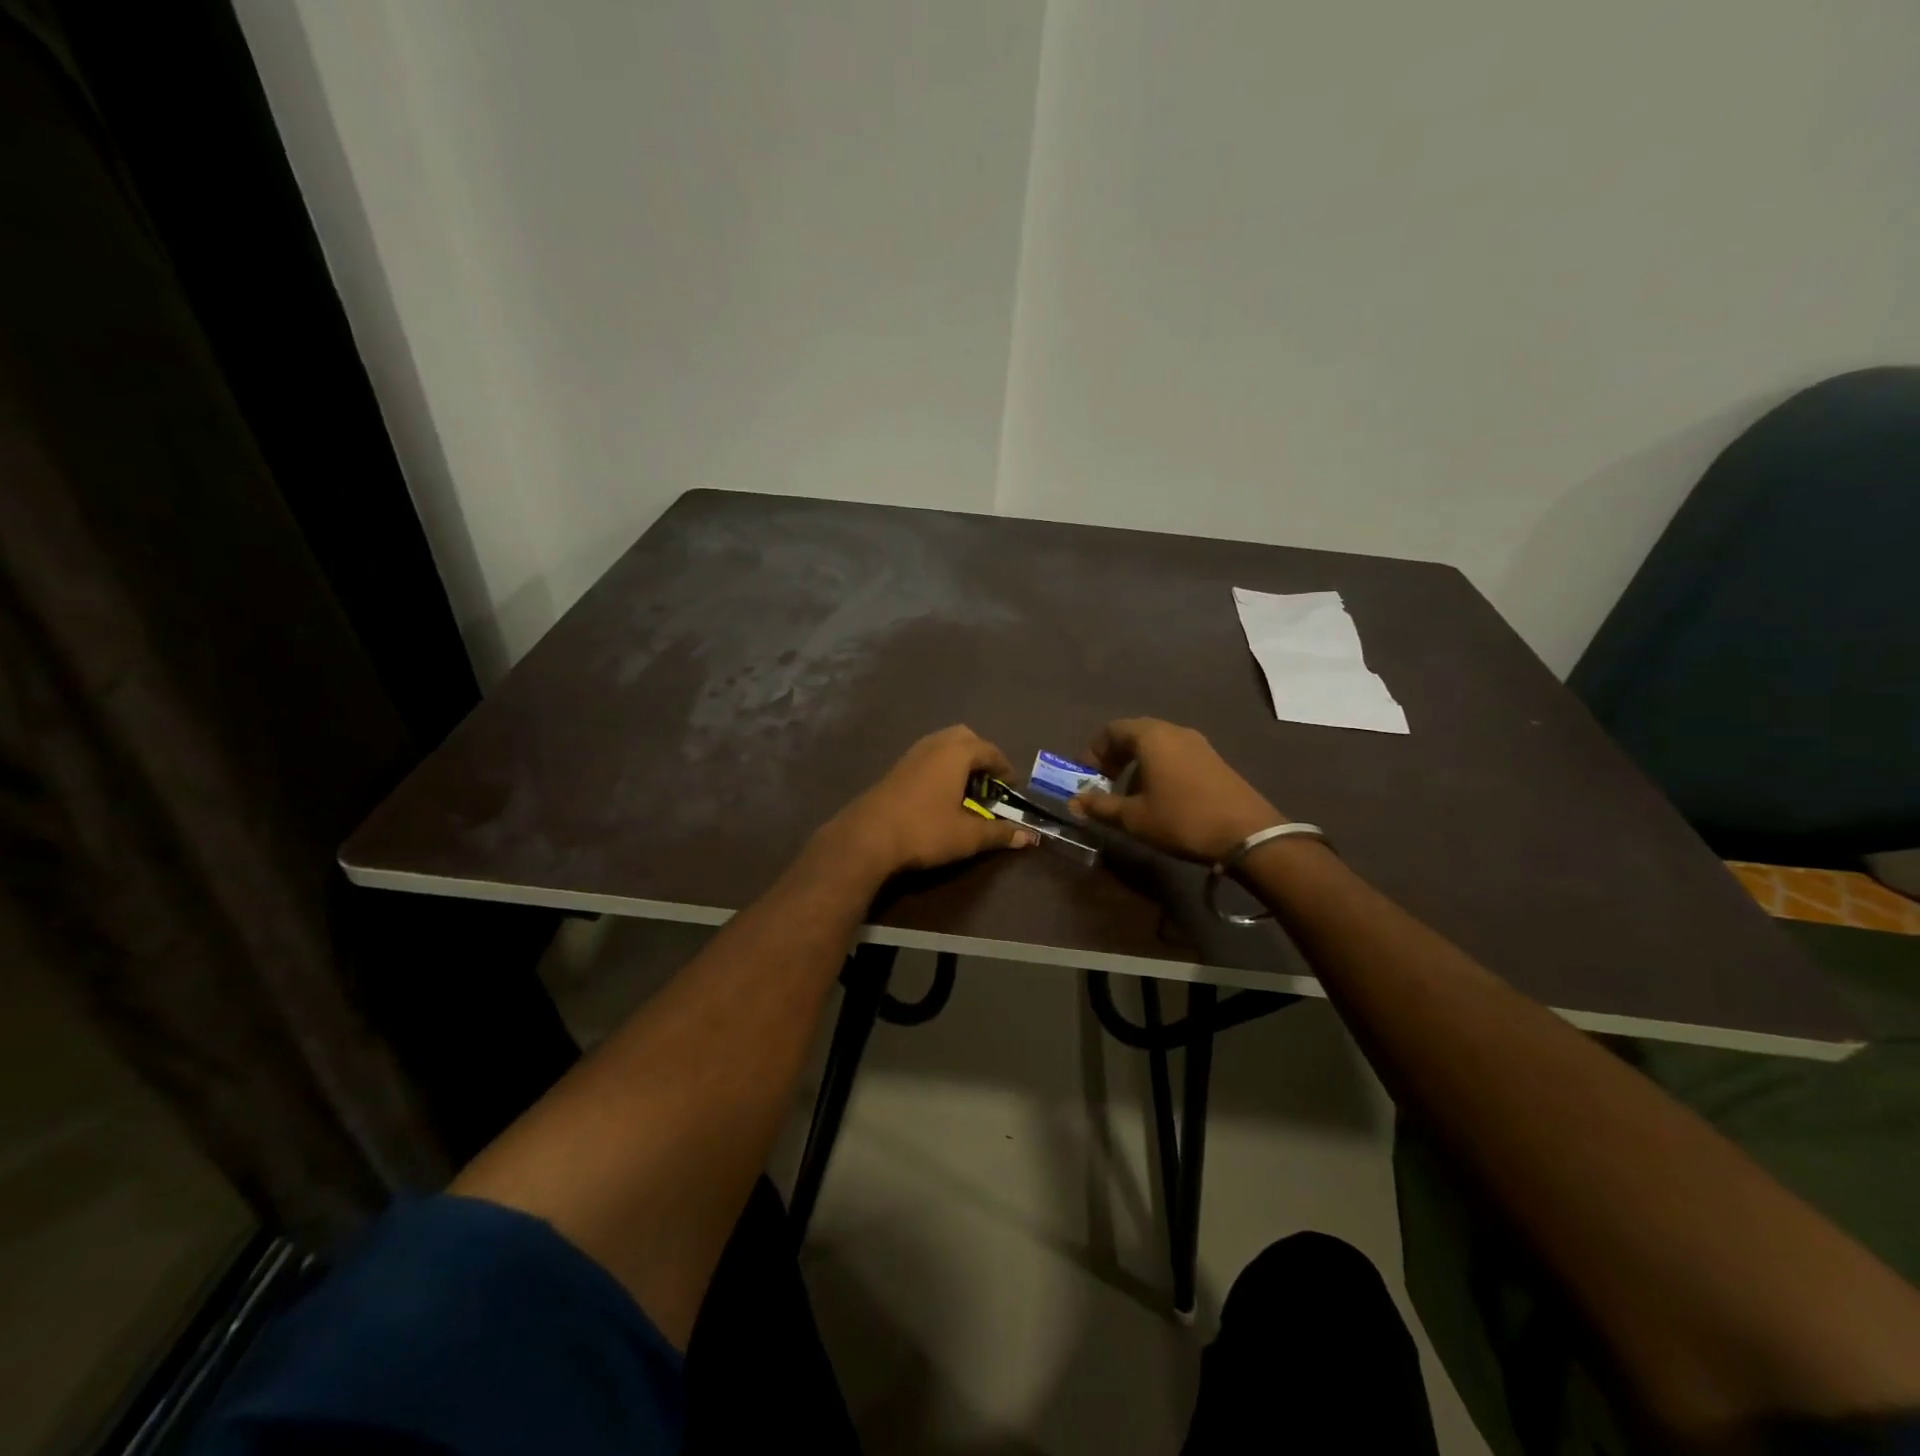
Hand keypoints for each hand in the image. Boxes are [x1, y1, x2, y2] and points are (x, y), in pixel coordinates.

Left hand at [818, 725, 1037, 878]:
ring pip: (942, 744)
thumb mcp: (968, 836)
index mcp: (956, 753)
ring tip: (966, 788)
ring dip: (958, 759)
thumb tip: (1029, 837)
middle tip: (988, 782)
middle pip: (964, 737)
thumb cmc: (925, 830)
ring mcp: (911, 754)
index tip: (1011, 787)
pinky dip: (940, 766)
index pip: (989, 750)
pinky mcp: (896, 768)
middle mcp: (934, 744)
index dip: (1004, 767)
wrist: (867, 836)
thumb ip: (999, 833)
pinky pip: (927, 755)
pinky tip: (940, 793)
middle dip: (980, 755)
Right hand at [1068, 718, 1284, 864]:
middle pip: (1134, 734)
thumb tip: (1074, 802)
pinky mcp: (1213, 760)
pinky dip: (1158, 768)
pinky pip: (1175, 754)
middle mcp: (1174, 731)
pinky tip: (1159, 798)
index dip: (1093, 751)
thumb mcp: (1134, 817)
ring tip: (1130, 796)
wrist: (1247, 834)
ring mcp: (1198, 744)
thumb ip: (1101, 806)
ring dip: (1136, 765)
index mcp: (1151, 737)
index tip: (1085, 776)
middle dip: (1114, 758)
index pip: (1112, 730)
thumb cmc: (1182, 819)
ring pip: (1156, 745)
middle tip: (1104, 784)